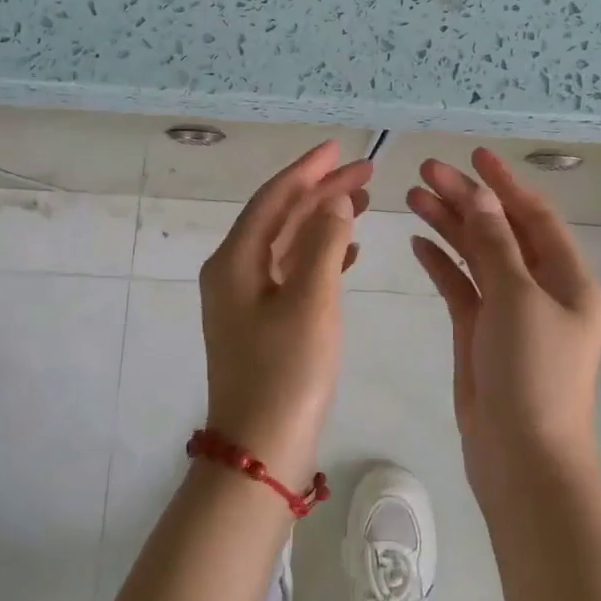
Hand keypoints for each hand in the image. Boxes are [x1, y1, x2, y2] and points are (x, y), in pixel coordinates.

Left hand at [198, 142, 371, 489]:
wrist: (261, 453)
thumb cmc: (286, 372)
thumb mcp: (310, 300)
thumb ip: (324, 243)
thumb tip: (333, 202)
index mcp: (235, 260)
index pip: (273, 198)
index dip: (307, 170)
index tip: (339, 148)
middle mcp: (234, 272)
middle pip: (281, 217)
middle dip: (322, 192)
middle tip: (366, 173)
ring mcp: (246, 299)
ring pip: (289, 243)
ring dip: (325, 221)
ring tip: (365, 202)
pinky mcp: (263, 322)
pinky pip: (294, 272)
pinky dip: (321, 256)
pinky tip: (351, 251)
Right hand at [407, 148, 600, 490]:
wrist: (522, 460)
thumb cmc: (533, 374)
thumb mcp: (517, 298)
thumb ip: (495, 243)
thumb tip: (480, 196)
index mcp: (568, 279)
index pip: (535, 216)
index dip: (505, 183)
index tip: (474, 155)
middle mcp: (541, 289)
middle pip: (500, 231)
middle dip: (466, 199)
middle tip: (425, 170)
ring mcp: (509, 312)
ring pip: (477, 255)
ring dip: (448, 226)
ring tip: (413, 196)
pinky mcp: (481, 333)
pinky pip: (461, 286)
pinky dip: (442, 263)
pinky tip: (417, 241)